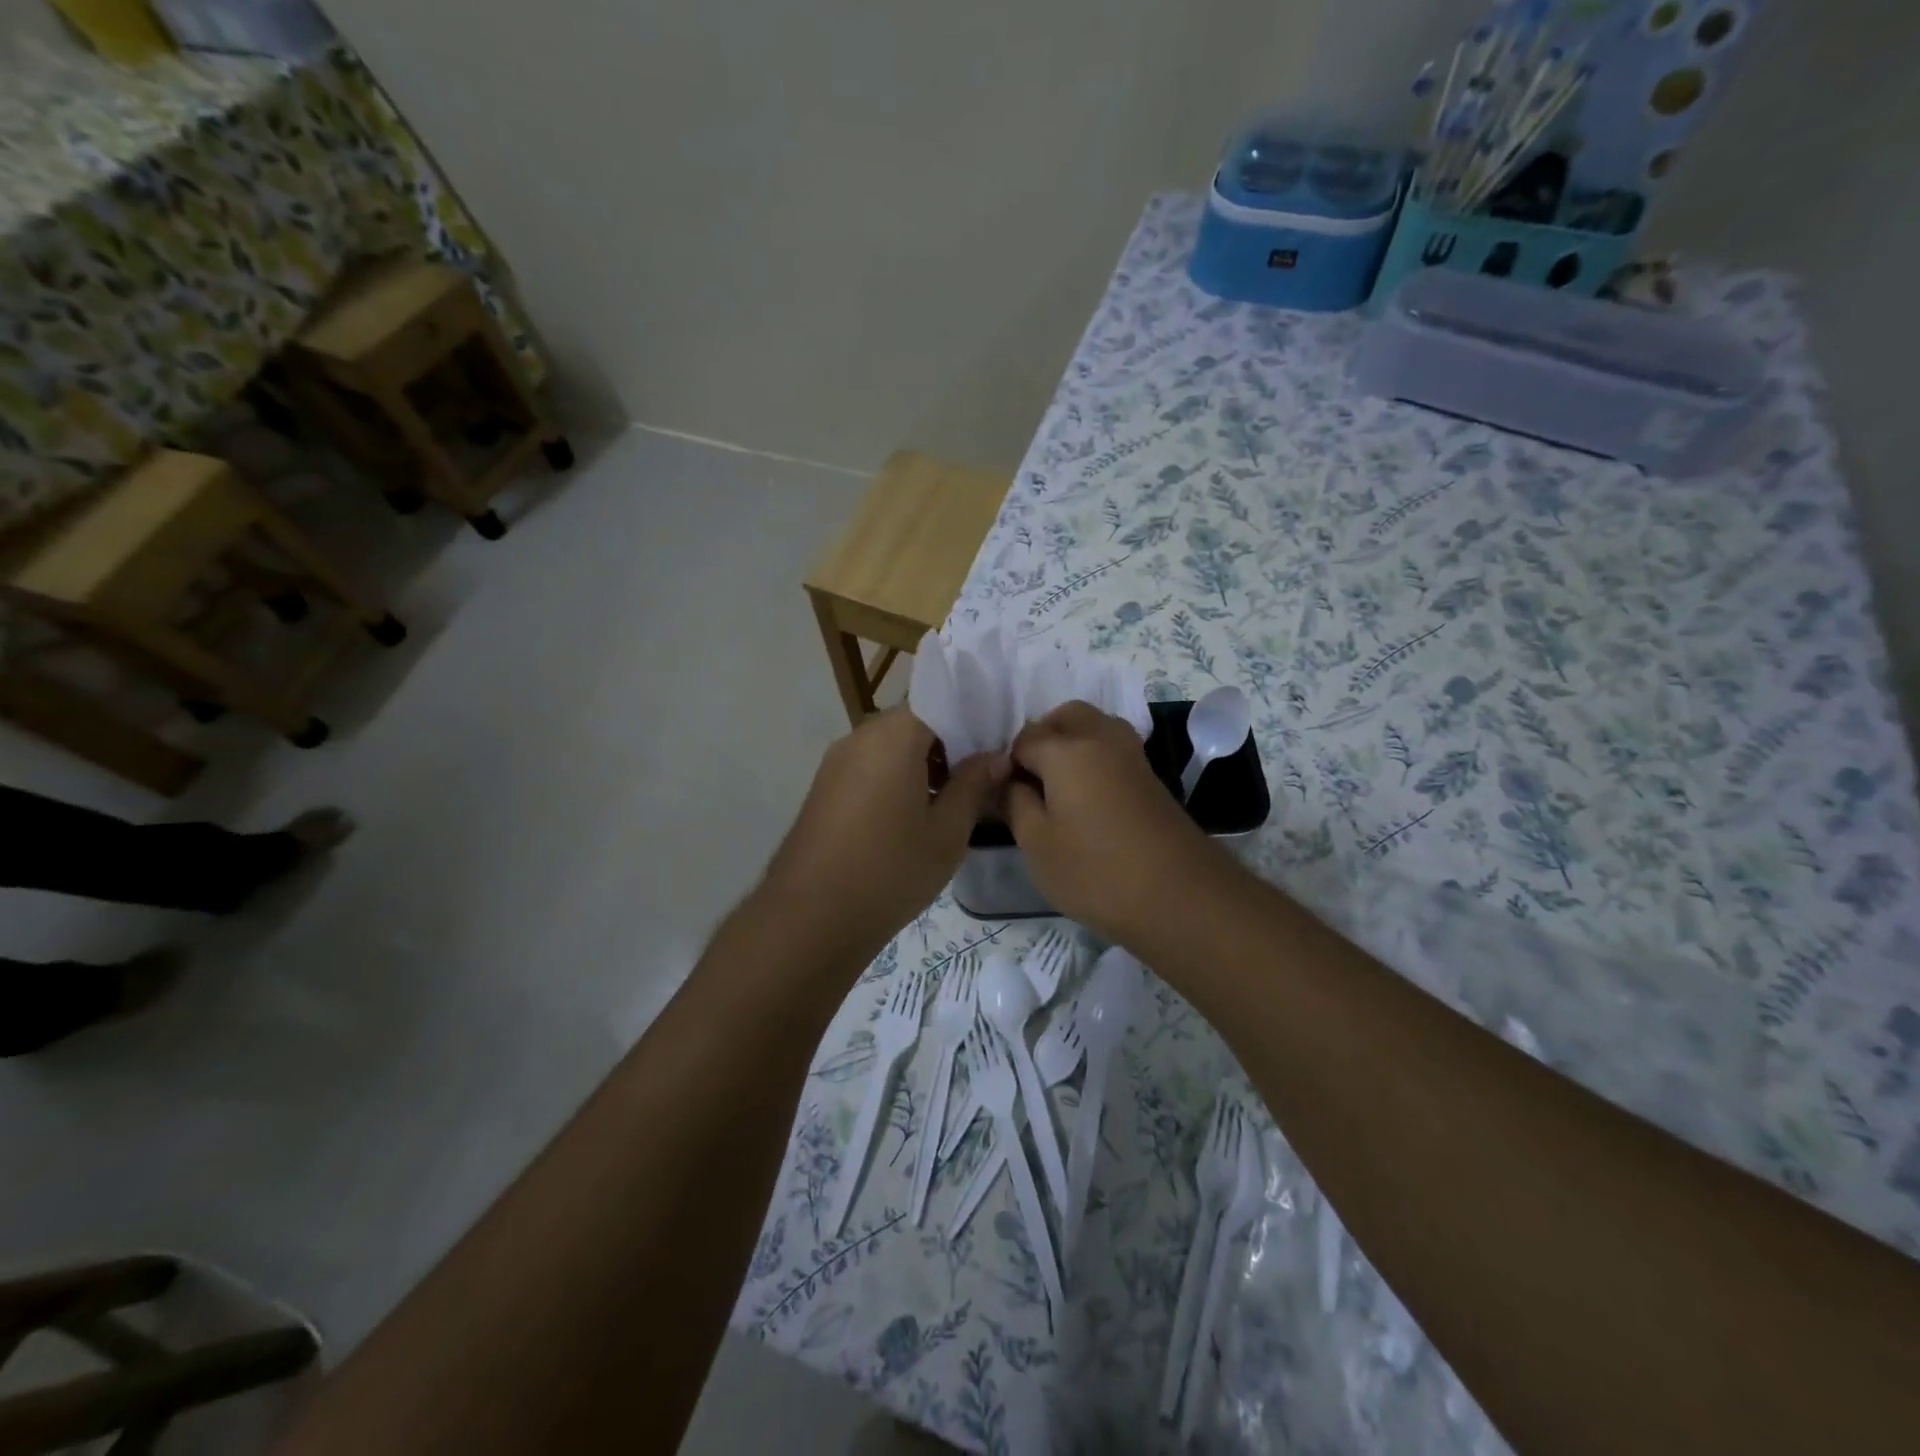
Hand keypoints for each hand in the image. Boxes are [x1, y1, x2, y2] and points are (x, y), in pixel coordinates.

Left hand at [758, 707, 1007, 970]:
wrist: (810, 917)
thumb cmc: (890, 870)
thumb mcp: (947, 832)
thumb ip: (974, 785)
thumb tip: (996, 757)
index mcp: (894, 736)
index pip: (940, 701)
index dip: (972, 718)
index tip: (997, 742)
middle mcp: (861, 736)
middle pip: (914, 722)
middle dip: (949, 742)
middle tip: (982, 773)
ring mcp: (837, 761)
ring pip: (890, 745)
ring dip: (922, 761)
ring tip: (953, 797)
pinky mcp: (825, 787)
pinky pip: (870, 766)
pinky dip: (896, 776)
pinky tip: (914, 813)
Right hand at [1007, 702, 1220, 942]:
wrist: (1179, 895)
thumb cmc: (1095, 871)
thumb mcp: (1037, 844)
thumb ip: (1015, 803)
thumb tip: (1010, 782)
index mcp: (1067, 749)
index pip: (1024, 739)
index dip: (1007, 765)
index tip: (1002, 796)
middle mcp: (1101, 738)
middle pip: (1066, 716)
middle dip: (1042, 737)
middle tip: (1029, 779)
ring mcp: (1132, 756)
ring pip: (1094, 727)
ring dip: (1071, 743)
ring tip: (1057, 788)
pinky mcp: (1151, 777)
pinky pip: (1113, 749)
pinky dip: (1094, 759)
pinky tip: (1086, 798)